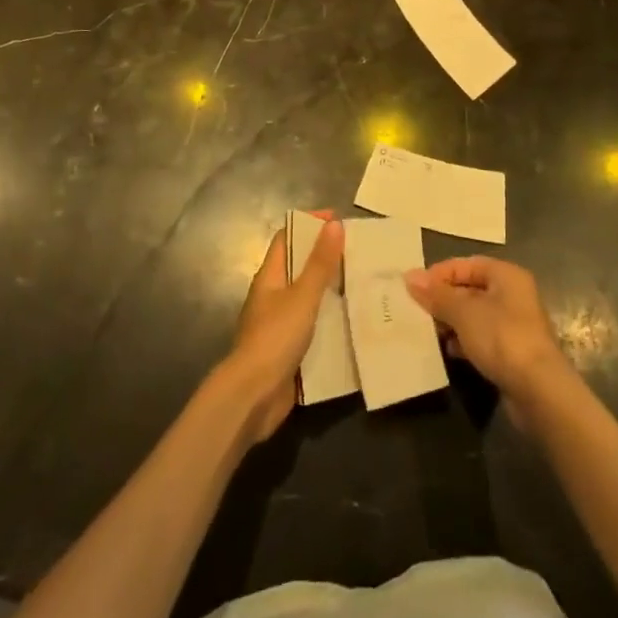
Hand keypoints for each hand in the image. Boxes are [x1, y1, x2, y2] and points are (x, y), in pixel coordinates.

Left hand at [222, 218, 343, 445]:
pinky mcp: (290, 350)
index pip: (287, 238)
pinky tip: (355, 323)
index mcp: (270, 276)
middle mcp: (273, 296)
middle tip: (359, 254)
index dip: (308, 225)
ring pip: (309, 298)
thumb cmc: (275, 338)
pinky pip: (314, 327)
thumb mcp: (302, 297)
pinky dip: (331, 321)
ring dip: (332, 291)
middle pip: (299, 267)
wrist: (253, 397)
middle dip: (326, 258)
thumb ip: (319, 263)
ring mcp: (280, 324)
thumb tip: (334, 224)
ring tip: (364, 284)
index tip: (337, 220)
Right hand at [405, 257, 570, 404]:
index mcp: (506, 275)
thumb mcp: (464, 312)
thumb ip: (437, 294)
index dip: (439, 273)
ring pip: (475, 315)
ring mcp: (514, 325)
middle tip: (416, 310)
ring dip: (451, 322)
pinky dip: (464, 341)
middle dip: (443, 299)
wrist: (539, 392)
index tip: (414, 288)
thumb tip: (410, 277)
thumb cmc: (502, 338)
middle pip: (470, 289)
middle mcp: (513, 295)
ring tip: (428, 331)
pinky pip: (482, 338)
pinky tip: (449, 351)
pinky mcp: (512, 353)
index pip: (466, 264)